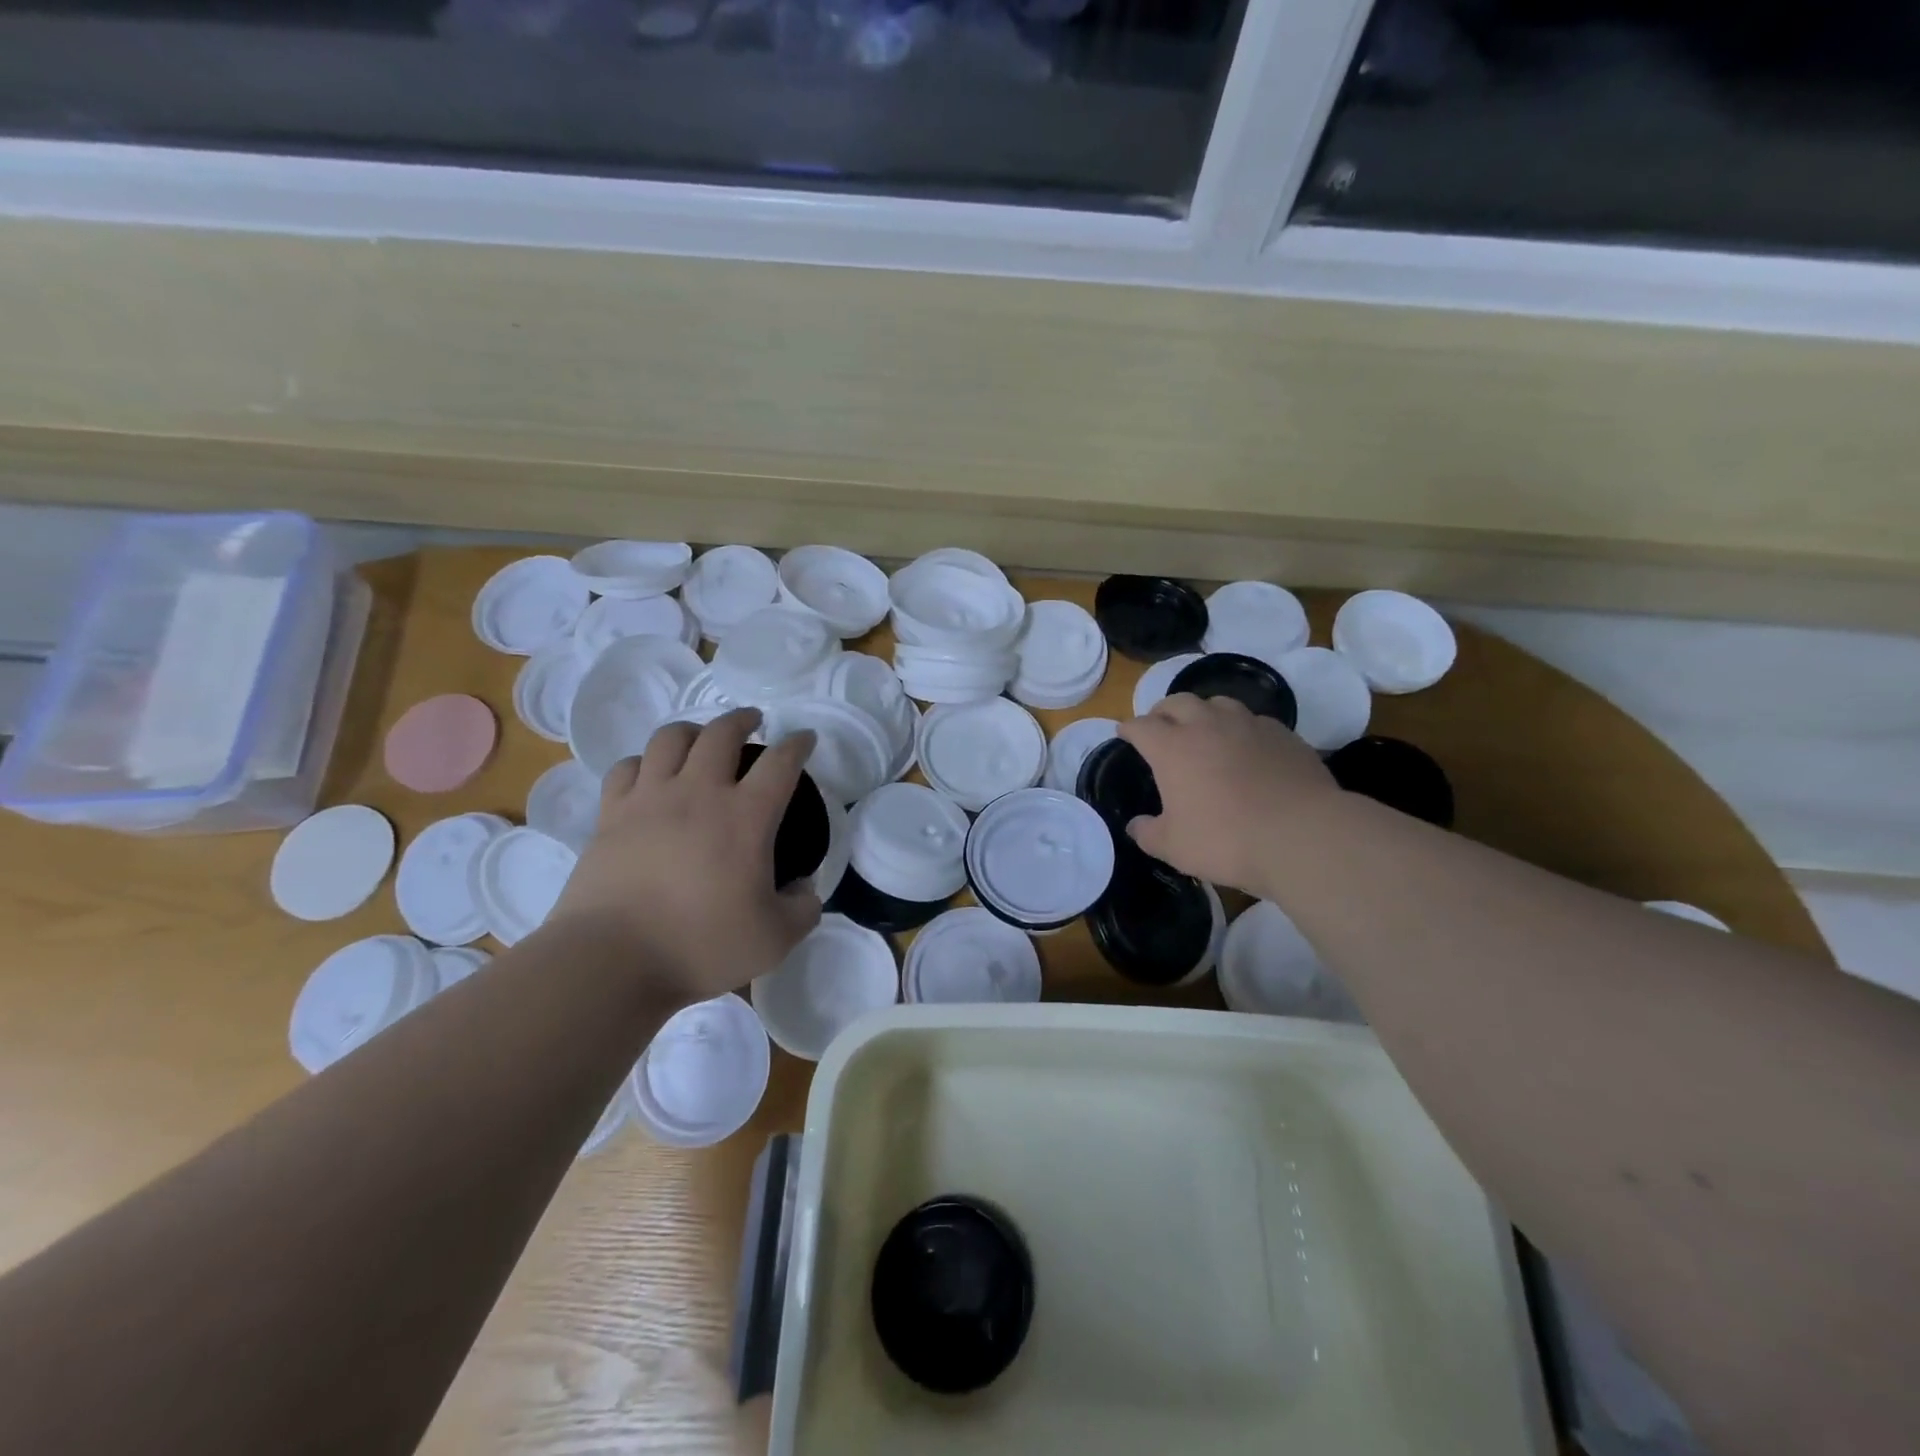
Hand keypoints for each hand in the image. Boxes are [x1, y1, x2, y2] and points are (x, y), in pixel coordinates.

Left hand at [551, 709, 822, 1004]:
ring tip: (700, 737)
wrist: (611, 962)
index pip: (781, 763)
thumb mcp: (775, 939)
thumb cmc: (700, 947)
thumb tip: (805, 889)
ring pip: (670, 739)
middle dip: (742, 719)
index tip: (805, 738)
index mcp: (745, 817)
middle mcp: (699, 793)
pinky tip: (648, 772)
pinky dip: (643, 761)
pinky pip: (626, 768)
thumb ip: (803, 909)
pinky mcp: (610, 815)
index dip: (798, 744)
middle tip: (752, 721)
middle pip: (722, 733)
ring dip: (692, 730)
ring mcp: (649, 799)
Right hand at [1119, 693, 1340, 895]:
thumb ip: (1148, 834)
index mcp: (1172, 748)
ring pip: (1218, 703)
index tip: (1124, 735)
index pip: (1140, 726)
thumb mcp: (1174, 847)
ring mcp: (1248, 725)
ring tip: (1203, 730)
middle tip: (1160, 727)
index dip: (1128, 729)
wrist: (1302, 835)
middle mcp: (1207, 725)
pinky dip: (1241, 728)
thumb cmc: (1226, 840)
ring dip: (1203, 712)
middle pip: (1177, 702)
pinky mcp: (1283, 734)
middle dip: (1162, 712)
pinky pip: (1254, 720)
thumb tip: (1135, 825)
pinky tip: (1246, 747)